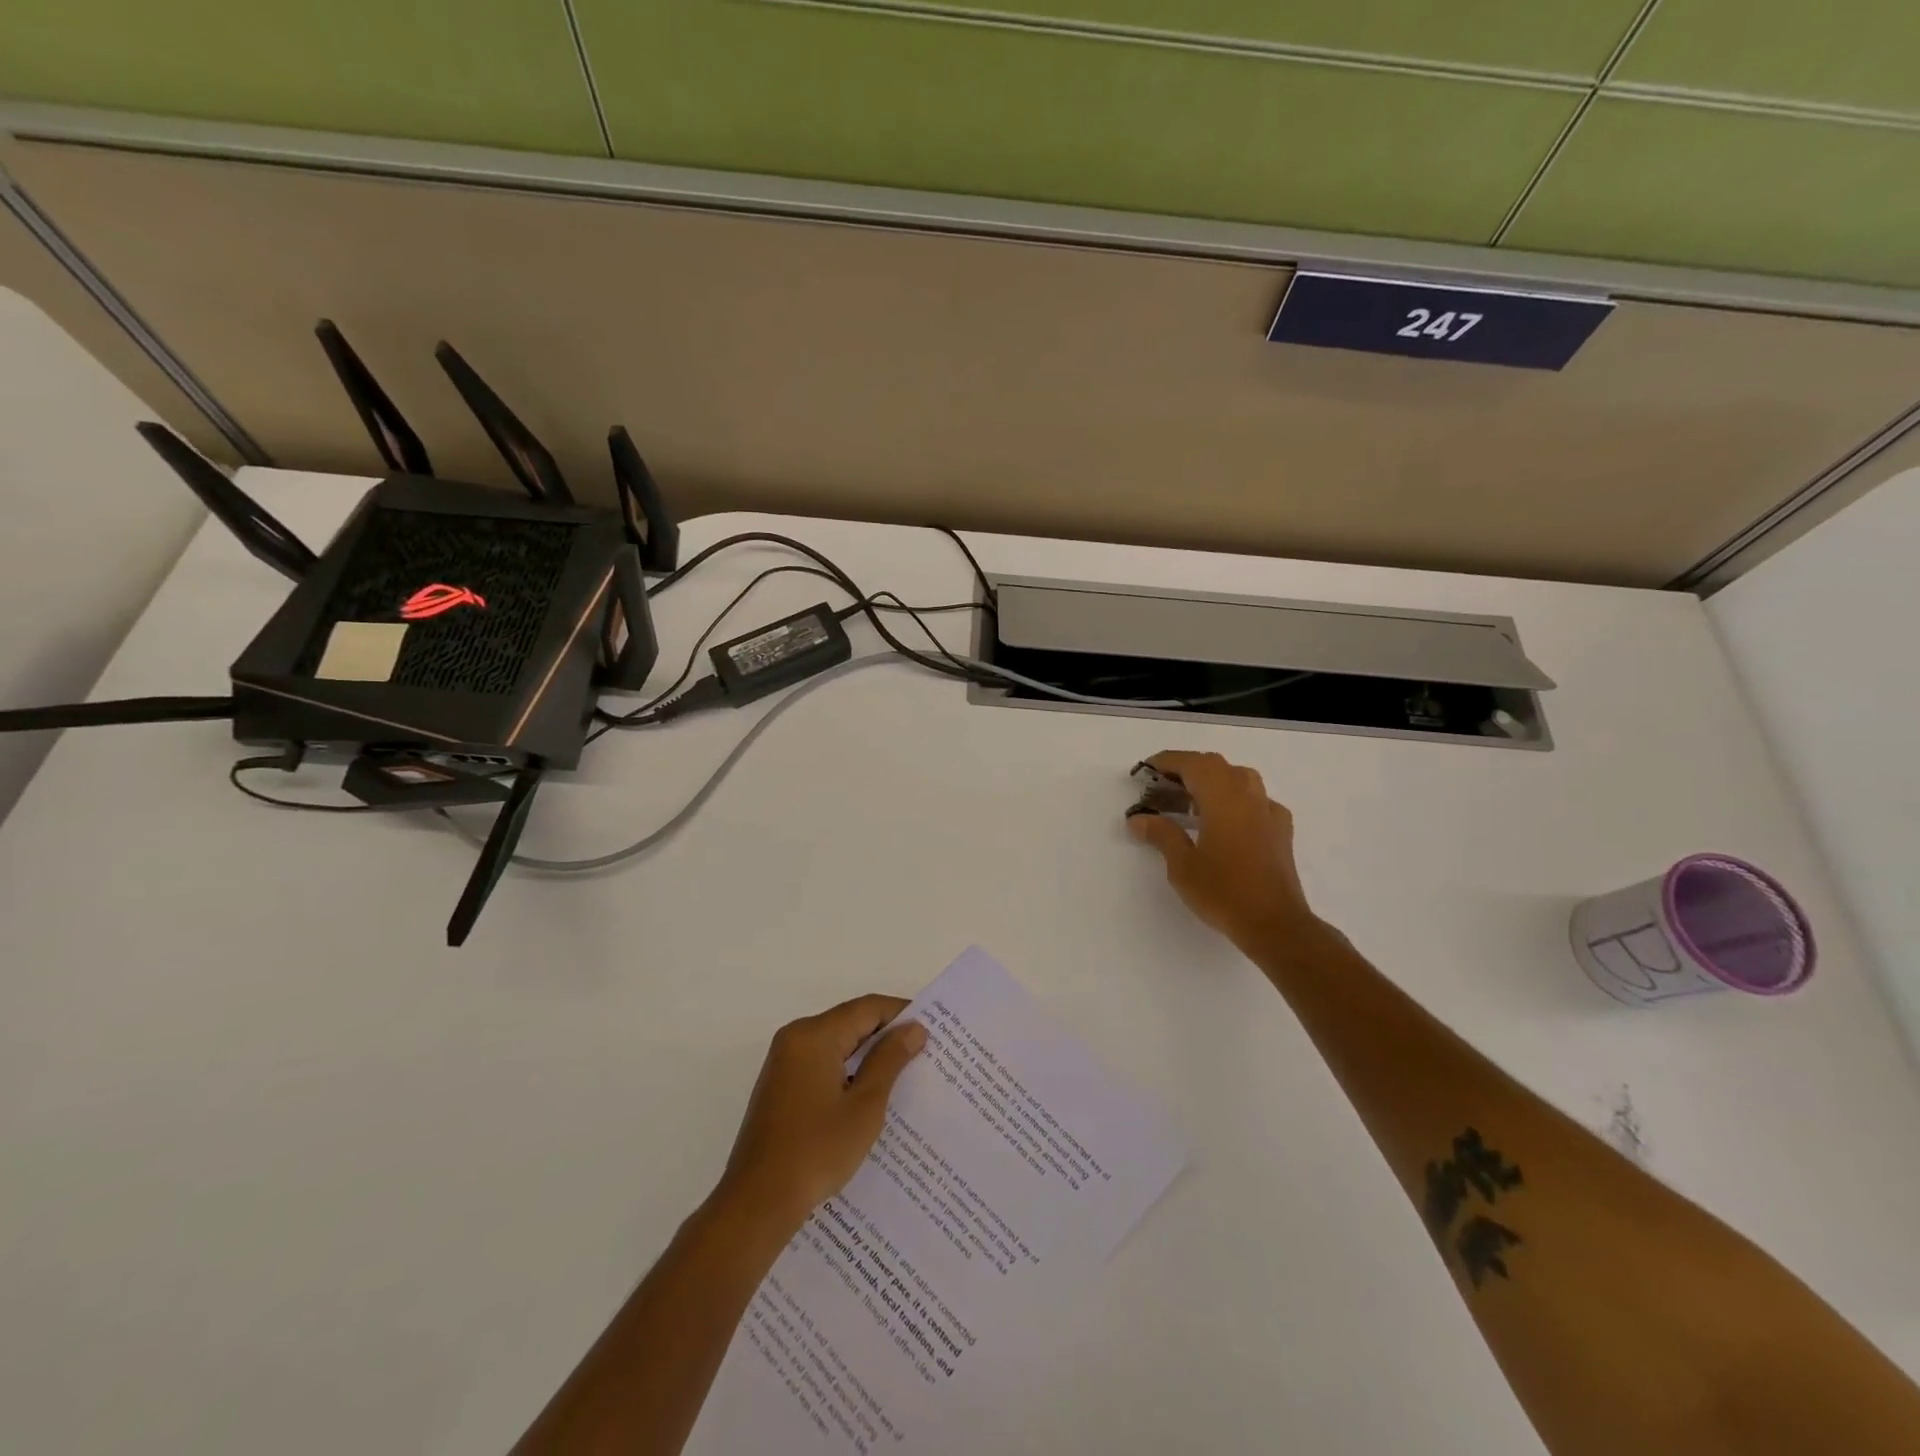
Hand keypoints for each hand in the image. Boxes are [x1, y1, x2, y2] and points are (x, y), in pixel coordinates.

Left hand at [714, 995, 927, 1234]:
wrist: (757, 1203)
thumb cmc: (816, 1151)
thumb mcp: (864, 1105)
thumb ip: (889, 1060)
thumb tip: (913, 1028)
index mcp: (814, 1035)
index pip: (867, 1008)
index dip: (901, 1013)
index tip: (933, 1028)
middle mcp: (795, 1038)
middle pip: (850, 1022)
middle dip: (886, 1035)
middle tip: (924, 1051)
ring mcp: (784, 1062)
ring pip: (836, 1044)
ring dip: (867, 1055)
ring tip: (904, 1073)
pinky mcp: (780, 1086)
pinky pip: (822, 1063)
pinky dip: (847, 1071)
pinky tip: (869, 1095)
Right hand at [1127, 750, 1318, 949]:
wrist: (1274, 923)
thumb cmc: (1223, 892)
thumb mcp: (1182, 865)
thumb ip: (1162, 835)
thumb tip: (1138, 818)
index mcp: (1222, 798)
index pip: (1193, 764)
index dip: (1168, 761)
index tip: (1147, 768)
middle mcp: (1248, 796)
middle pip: (1216, 766)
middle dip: (1188, 769)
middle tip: (1163, 785)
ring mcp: (1268, 811)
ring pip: (1240, 778)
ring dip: (1214, 780)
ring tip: (1192, 799)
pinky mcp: (1280, 830)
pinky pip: (1256, 800)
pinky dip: (1236, 800)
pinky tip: (1227, 821)